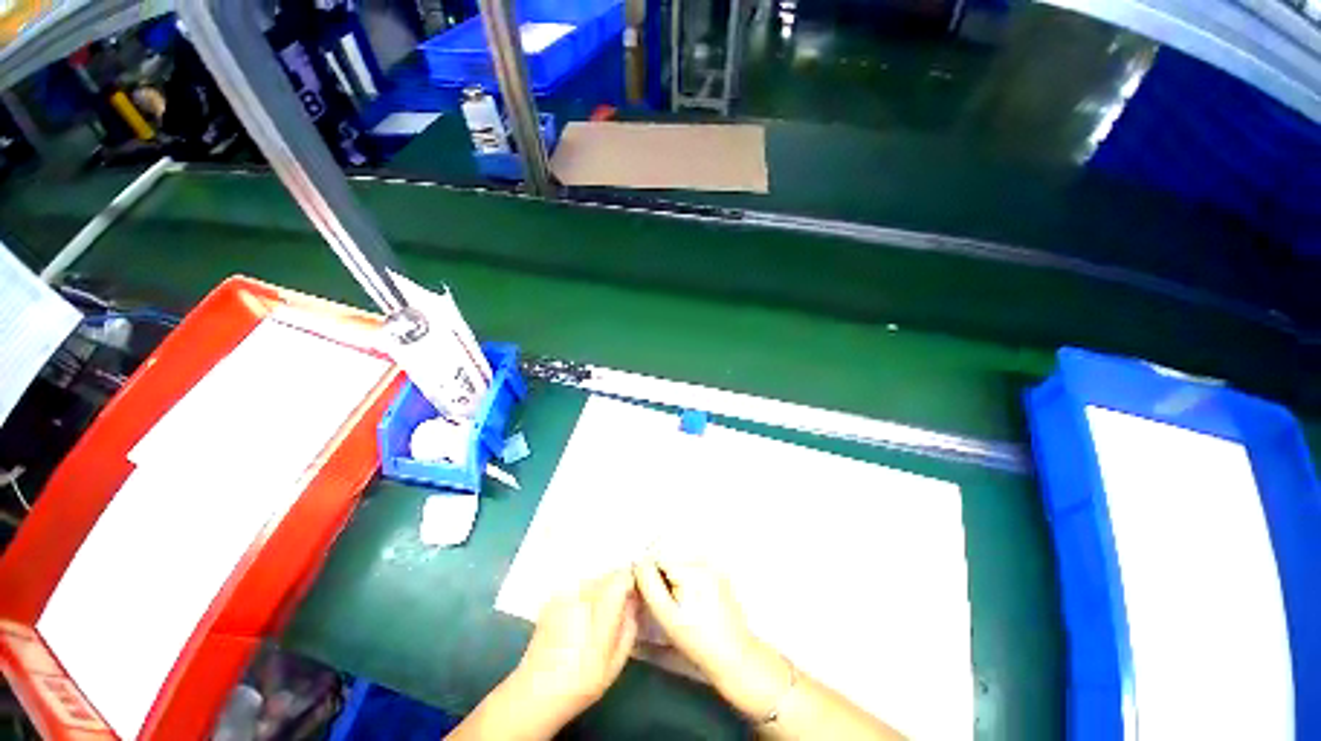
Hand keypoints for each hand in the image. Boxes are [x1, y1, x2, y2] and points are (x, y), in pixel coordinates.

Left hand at [513, 569, 639, 724]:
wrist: (535, 693)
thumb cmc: (581, 682)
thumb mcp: (616, 661)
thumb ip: (629, 624)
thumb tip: (635, 600)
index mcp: (598, 610)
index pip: (622, 576)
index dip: (632, 581)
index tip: (636, 595)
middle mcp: (580, 594)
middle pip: (608, 575)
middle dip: (617, 588)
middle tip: (619, 611)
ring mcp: (564, 594)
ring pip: (593, 580)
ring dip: (601, 591)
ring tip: (597, 618)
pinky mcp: (552, 598)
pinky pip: (578, 588)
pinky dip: (585, 596)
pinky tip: (580, 620)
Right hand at [633, 560, 790, 719]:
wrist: (734, 656)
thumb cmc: (697, 640)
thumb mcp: (666, 616)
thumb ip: (649, 584)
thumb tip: (639, 562)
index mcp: (689, 568)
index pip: (657, 556)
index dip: (649, 574)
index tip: (650, 595)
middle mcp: (703, 560)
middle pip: (670, 557)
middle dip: (662, 575)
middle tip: (667, 604)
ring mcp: (714, 565)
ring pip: (681, 562)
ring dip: (674, 577)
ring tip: (681, 605)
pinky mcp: (720, 574)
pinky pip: (695, 568)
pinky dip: (687, 580)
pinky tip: (692, 603)